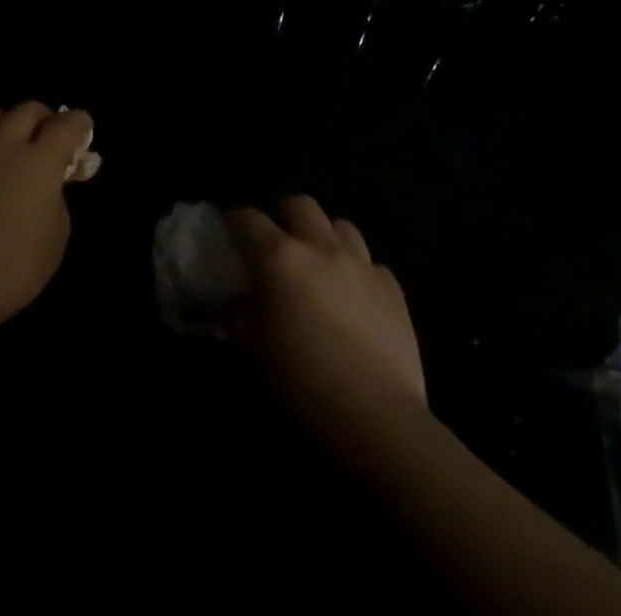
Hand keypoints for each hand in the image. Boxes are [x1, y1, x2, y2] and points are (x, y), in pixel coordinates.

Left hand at [0, 103, 90, 336]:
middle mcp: (4, 146)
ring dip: (1, 122)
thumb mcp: (55, 239)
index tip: (82, 130)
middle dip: (42, 118)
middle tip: (46, 136)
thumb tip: (47, 188)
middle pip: (26, 110)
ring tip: (4, 141)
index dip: (79, 124)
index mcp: (39, 161)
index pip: (66, 124)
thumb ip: (56, 201)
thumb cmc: (14, 268)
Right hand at [225, 196, 427, 468]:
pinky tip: (354, 297)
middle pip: (299, 205)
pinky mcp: (392, 288)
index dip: (234, 221)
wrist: (377, 415)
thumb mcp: (257, 349)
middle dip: (283, 216)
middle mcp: (320, 247)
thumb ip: (242, 317)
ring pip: (340, 225)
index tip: (228, 233)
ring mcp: (361, 264)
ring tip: (319, 263)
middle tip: (276, 242)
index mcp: (280, 258)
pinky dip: (358, 271)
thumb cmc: (305, 381)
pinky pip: (370, 263)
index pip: (248, 219)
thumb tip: (235, 306)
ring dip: (324, 236)